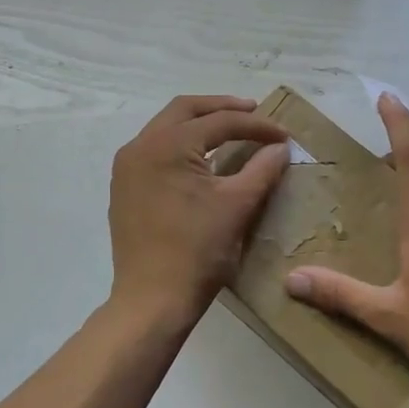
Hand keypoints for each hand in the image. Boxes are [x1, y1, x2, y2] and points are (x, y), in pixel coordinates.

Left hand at [108, 95, 290, 331]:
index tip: (284, 136)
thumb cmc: (197, 251)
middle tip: (253, 113)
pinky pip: (155, 150)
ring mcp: (127, 167)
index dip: (256, 126)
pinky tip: (202, 158)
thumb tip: (280, 148)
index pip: (219, 122)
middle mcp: (140, 146)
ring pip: (166, 127)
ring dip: (199, 124)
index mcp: (167, 144)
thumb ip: (262, 169)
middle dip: (222, 108)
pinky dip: (181, 144)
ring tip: (231, 129)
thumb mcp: (238, 206)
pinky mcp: (124, 187)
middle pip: (185, 110)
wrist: (152, 300)